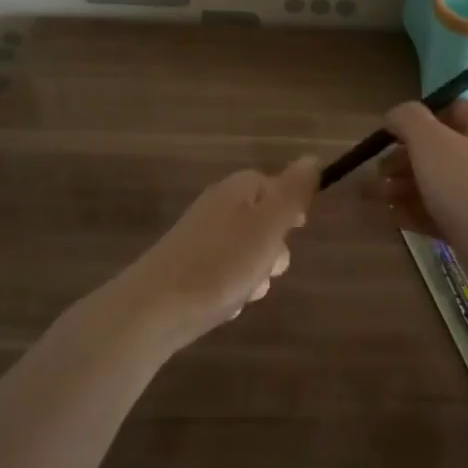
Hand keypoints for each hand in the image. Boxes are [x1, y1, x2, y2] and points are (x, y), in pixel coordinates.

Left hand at [111, 156, 318, 351]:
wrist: (154, 309)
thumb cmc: (221, 263)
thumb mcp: (269, 224)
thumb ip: (293, 192)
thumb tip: (312, 157)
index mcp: (237, 190)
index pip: (275, 185)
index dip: (291, 208)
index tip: (298, 230)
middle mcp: (218, 207)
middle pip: (264, 223)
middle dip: (274, 251)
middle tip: (267, 266)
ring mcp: (201, 239)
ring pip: (248, 255)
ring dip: (255, 276)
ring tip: (243, 291)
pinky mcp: (189, 269)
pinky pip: (226, 277)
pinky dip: (231, 291)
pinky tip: (224, 305)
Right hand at [371, 100, 467, 264]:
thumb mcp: (432, 143)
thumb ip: (408, 120)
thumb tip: (396, 116)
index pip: (452, 110)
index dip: (418, 117)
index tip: (390, 134)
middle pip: (440, 151)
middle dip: (403, 160)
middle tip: (376, 174)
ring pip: (438, 186)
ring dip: (404, 188)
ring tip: (374, 198)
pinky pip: (442, 216)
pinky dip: (416, 214)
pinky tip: (391, 220)